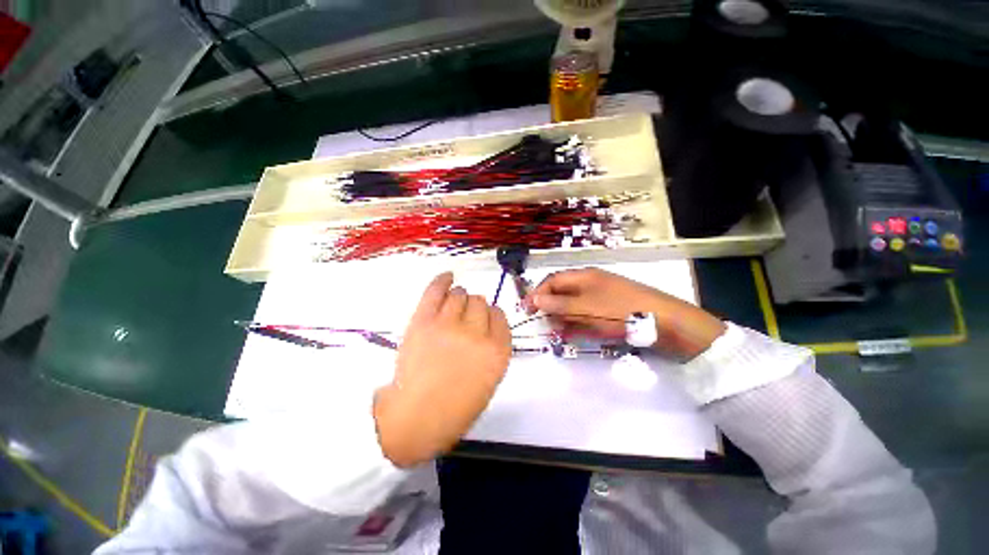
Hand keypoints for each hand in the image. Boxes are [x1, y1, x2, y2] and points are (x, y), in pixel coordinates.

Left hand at [373, 272, 510, 467]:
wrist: (416, 418)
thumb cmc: (456, 408)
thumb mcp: (489, 380)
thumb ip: (494, 349)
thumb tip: (486, 327)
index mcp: (497, 351)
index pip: (499, 316)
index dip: (490, 316)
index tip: (484, 320)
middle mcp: (477, 333)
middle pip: (480, 302)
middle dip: (475, 308)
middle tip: (464, 320)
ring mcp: (449, 324)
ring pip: (460, 294)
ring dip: (459, 298)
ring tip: (453, 307)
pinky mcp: (424, 321)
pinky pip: (436, 291)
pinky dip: (442, 280)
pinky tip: (447, 276)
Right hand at [525, 268, 725, 359]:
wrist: (664, 322)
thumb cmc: (619, 311)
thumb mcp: (585, 308)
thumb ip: (558, 304)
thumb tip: (534, 298)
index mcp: (583, 277)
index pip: (552, 281)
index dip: (537, 294)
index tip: (526, 310)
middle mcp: (590, 283)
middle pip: (562, 293)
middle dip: (550, 308)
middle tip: (543, 325)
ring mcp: (601, 297)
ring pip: (573, 305)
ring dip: (562, 318)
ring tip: (557, 333)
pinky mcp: (610, 310)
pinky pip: (587, 315)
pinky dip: (577, 323)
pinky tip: (573, 334)